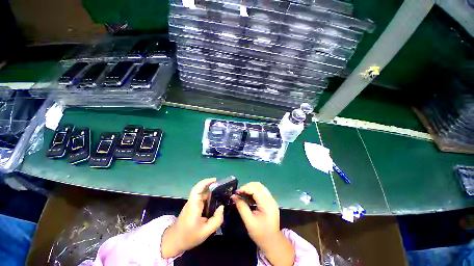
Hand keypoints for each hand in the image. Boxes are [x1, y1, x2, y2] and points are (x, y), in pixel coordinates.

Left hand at [161, 178, 223, 257]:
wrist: (174, 242)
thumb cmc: (188, 236)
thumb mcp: (205, 231)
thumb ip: (216, 220)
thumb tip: (222, 207)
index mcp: (194, 205)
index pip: (198, 188)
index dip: (206, 182)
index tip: (215, 180)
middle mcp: (193, 202)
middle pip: (202, 190)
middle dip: (213, 187)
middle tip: (224, 188)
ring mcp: (193, 204)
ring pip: (203, 194)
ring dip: (212, 193)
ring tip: (222, 194)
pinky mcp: (194, 207)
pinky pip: (203, 199)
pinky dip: (210, 199)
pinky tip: (216, 202)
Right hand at [232, 182, 294, 265]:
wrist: (272, 242)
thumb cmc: (260, 234)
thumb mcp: (249, 222)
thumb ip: (241, 207)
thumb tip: (233, 196)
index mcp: (267, 205)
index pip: (255, 190)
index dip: (245, 189)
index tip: (236, 192)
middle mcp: (271, 199)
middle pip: (258, 185)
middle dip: (247, 187)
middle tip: (238, 193)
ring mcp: (271, 199)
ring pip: (260, 187)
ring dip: (250, 188)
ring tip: (242, 194)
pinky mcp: (270, 201)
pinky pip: (261, 191)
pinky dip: (254, 191)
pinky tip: (248, 197)